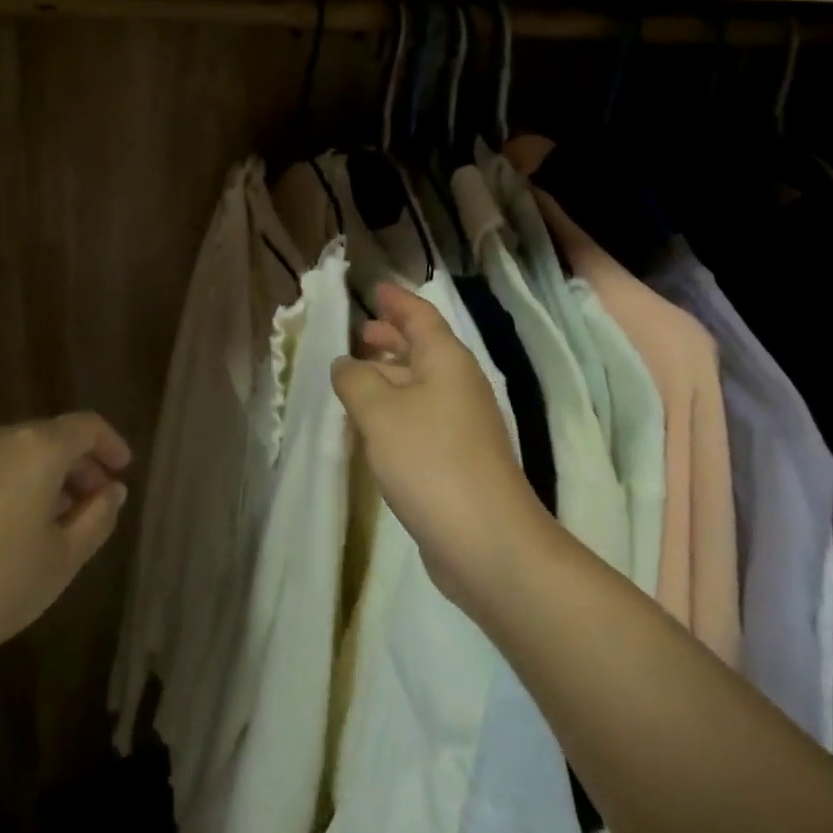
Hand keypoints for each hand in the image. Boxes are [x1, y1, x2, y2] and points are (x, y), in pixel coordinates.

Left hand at [0, 413, 130, 689]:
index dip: (111, 445)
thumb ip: (97, 518)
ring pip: (18, 454)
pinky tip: (9, 530)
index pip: (86, 427)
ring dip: (45, 477)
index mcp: (36, 447)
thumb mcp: (62, 559)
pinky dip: (12, 485)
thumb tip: (112, 490)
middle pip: (51, 437)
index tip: (124, 471)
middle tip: (96, 502)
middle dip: (79, 465)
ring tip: (55, 521)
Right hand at [332, 284, 552, 613]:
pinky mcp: (457, 459)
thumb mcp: (380, 412)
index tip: (374, 290)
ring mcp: (462, 425)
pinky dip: (395, 410)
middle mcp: (459, 386)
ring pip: (420, 386)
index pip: (420, 317)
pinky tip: (372, 426)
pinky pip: (420, 418)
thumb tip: (346, 364)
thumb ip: (356, 380)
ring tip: (356, 377)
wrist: (486, 541)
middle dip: (392, 337)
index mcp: (447, 362)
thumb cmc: (430, 460)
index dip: (397, 301)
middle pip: (423, 349)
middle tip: (360, 332)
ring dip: (390, 376)